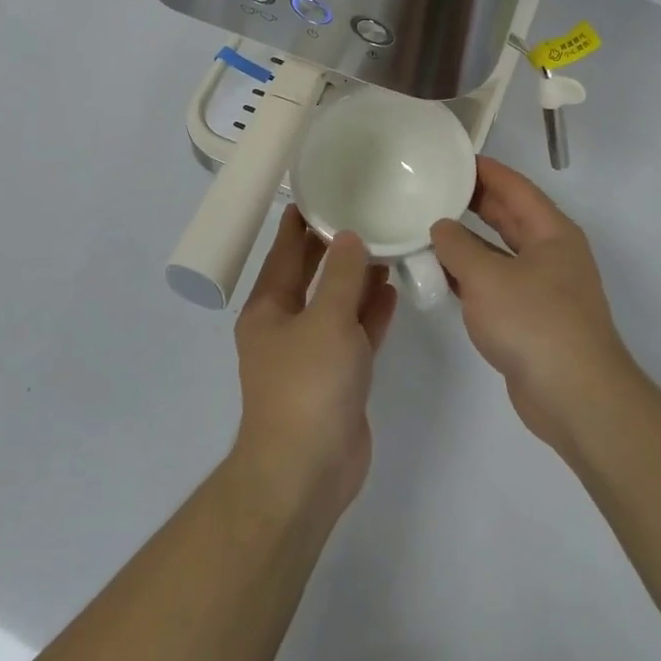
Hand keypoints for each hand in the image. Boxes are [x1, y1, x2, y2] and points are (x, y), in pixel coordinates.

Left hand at [232, 207, 396, 512]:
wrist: (308, 470)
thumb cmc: (308, 385)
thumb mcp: (326, 320)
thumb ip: (341, 276)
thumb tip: (349, 237)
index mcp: (268, 308)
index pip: (285, 251)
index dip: (302, 221)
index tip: (322, 189)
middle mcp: (286, 325)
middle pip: (312, 275)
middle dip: (335, 247)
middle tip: (365, 210)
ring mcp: (313, 353)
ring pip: (337, 304)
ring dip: (358, 278)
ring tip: (387, 243)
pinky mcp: (338, 376)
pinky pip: (355, 333)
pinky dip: (371, 313)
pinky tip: (392, 289)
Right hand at [431, 157, 639, 451]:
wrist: (574, 396)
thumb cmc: (534, 322)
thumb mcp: (487, 277)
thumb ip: (458, 247)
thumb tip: (440, 228)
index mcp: (552, 232)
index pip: (515, 187)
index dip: (486, 170)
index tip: (452, 158)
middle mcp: (551, 254)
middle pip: (510, 217)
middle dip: (474, 202)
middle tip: (434, 188)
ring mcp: (542, 288)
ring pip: (499, 253)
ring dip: (468, 242)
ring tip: (428, 227)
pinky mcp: (531, 319)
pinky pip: (495, 285)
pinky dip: (470, 277)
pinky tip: (441, 275)